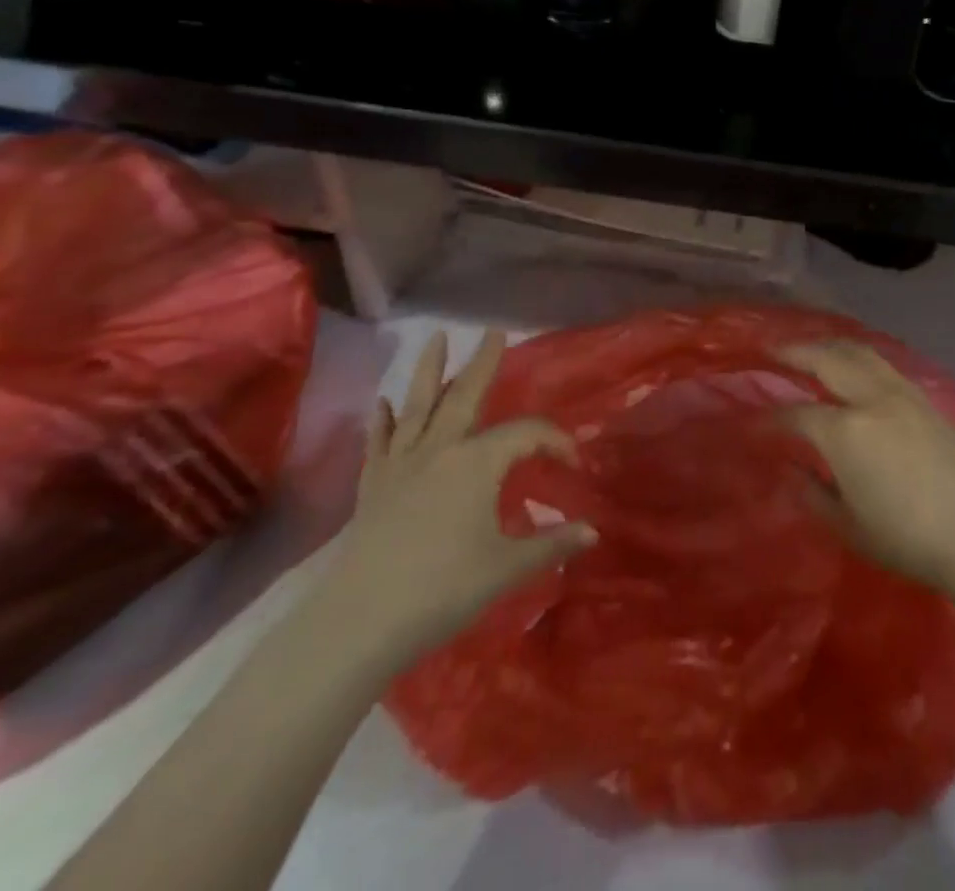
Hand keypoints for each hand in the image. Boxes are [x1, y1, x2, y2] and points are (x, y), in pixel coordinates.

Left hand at [315, 330, 596, 678]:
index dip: (555, 441)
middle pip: (466, 396)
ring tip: (435, 338)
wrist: (361, 621)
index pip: (526, 434)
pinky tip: (382, 403)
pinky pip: (379, 442)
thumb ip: (551, 545)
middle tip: (494, 332)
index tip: (574, 462)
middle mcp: (439, 449)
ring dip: (430, 370)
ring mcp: (401, 464)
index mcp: (477, 463)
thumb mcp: (506, 568)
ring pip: (418, 406)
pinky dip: (382, 421)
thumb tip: (593, 532)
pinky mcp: (372, 485)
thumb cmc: (443, 590)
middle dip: (484, 363)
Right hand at [779, 340, 954, 600]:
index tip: (753, 423)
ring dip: (828, 345)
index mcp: (844, 432)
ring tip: (811, 348)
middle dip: (794, 352)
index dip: (770, 419)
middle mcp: (870, 400)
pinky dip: (858, 356)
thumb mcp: (846, 524)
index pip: (796, 414)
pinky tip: (852, 365)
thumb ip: (811, 491)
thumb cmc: (905, 539)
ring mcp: (900, 394)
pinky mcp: (924, 399)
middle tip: (772, 349)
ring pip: (858, 352)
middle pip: (826, 359)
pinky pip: (883, 365)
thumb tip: (791, 468)